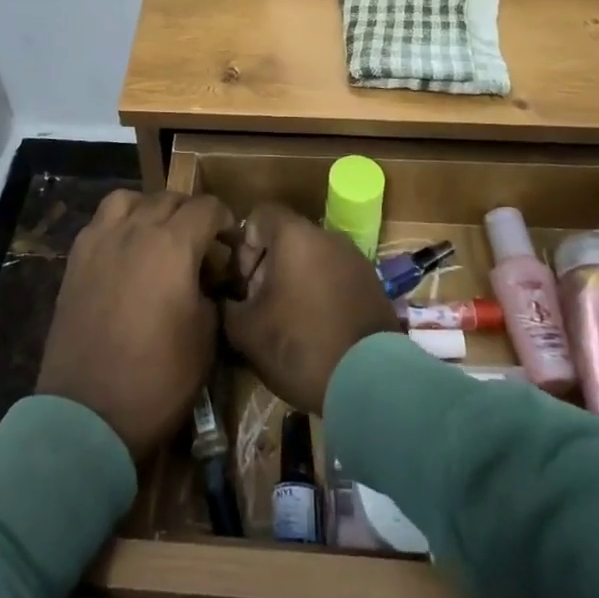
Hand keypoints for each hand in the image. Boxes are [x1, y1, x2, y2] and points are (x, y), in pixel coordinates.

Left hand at [37, 190, 236, 461]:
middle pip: (169, 199)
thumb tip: (208, 278)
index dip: (224, 220)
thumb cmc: (158, 378)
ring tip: (157, 235)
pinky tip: (125, 252)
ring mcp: (100, 241)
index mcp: (173, 244)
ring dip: (149, 209)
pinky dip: (118, 224)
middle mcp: (135, 229)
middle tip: (200, 243)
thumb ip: (211, 293)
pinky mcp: (76, 260)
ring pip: (129, 199)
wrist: (88, 414)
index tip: (230, 243)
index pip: (207, 207)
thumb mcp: (206, 338)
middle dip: (191, 213)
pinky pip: (100, 222)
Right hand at [220, 203, 399, 414]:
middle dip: (268, 266)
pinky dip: (320, 293)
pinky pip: (335, 276)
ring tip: (287, 321)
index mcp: (295, 235)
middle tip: (260, 305)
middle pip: (287, 237)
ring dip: (295, 281)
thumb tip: (225, 301)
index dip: (243, 244)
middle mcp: (328, 236)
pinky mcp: (373, 285)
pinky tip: (316, 329)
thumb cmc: (300, 345)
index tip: (242, 281)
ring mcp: (355, 259)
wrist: (371, 382)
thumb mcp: (246, 331)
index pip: (259, 215)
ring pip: (313, 257)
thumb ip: (227, 307)